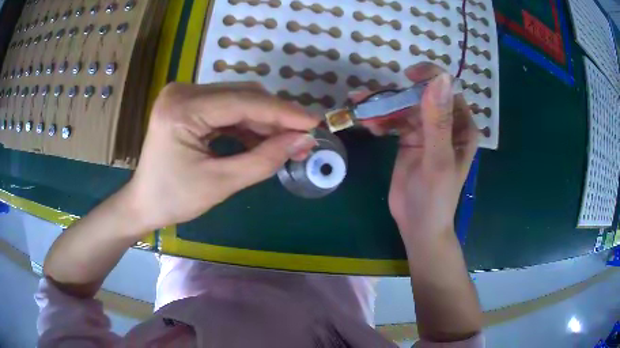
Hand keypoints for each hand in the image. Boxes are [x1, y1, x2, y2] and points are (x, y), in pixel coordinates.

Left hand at [123, 82, 318, 233]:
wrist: (144, 203)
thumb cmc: (175, 199)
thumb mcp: (221, 183)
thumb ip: (264, 160)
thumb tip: (304, 140)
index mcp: (182, 109)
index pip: (243, 102)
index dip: (283, 112)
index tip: (315, 122)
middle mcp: (182, 92)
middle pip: (242, 96)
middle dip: (276, 117)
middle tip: (303, 138)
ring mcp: (184, 95)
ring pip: (238, 100)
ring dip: (264, 121)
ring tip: (288, 142)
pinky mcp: (188, 103)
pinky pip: (227, 108)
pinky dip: (248, 124)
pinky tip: (264, 139)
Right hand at [353, 63, 477, 241]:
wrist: (418, 225)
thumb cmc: (436, 197)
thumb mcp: (438, 160)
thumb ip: (438, 121)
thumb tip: (440, 78)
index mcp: (462, 127)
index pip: (448, 91)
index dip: (430, 78)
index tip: (407, 77)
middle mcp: (445, 124)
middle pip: (422, 96)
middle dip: (397, 94)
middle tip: (369, 96)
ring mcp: (426, 131)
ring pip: (404, 107)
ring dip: (383, 105)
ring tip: (361, 106)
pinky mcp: (409, 140)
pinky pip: (394, 121)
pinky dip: (380, 119)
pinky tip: (368, 124)